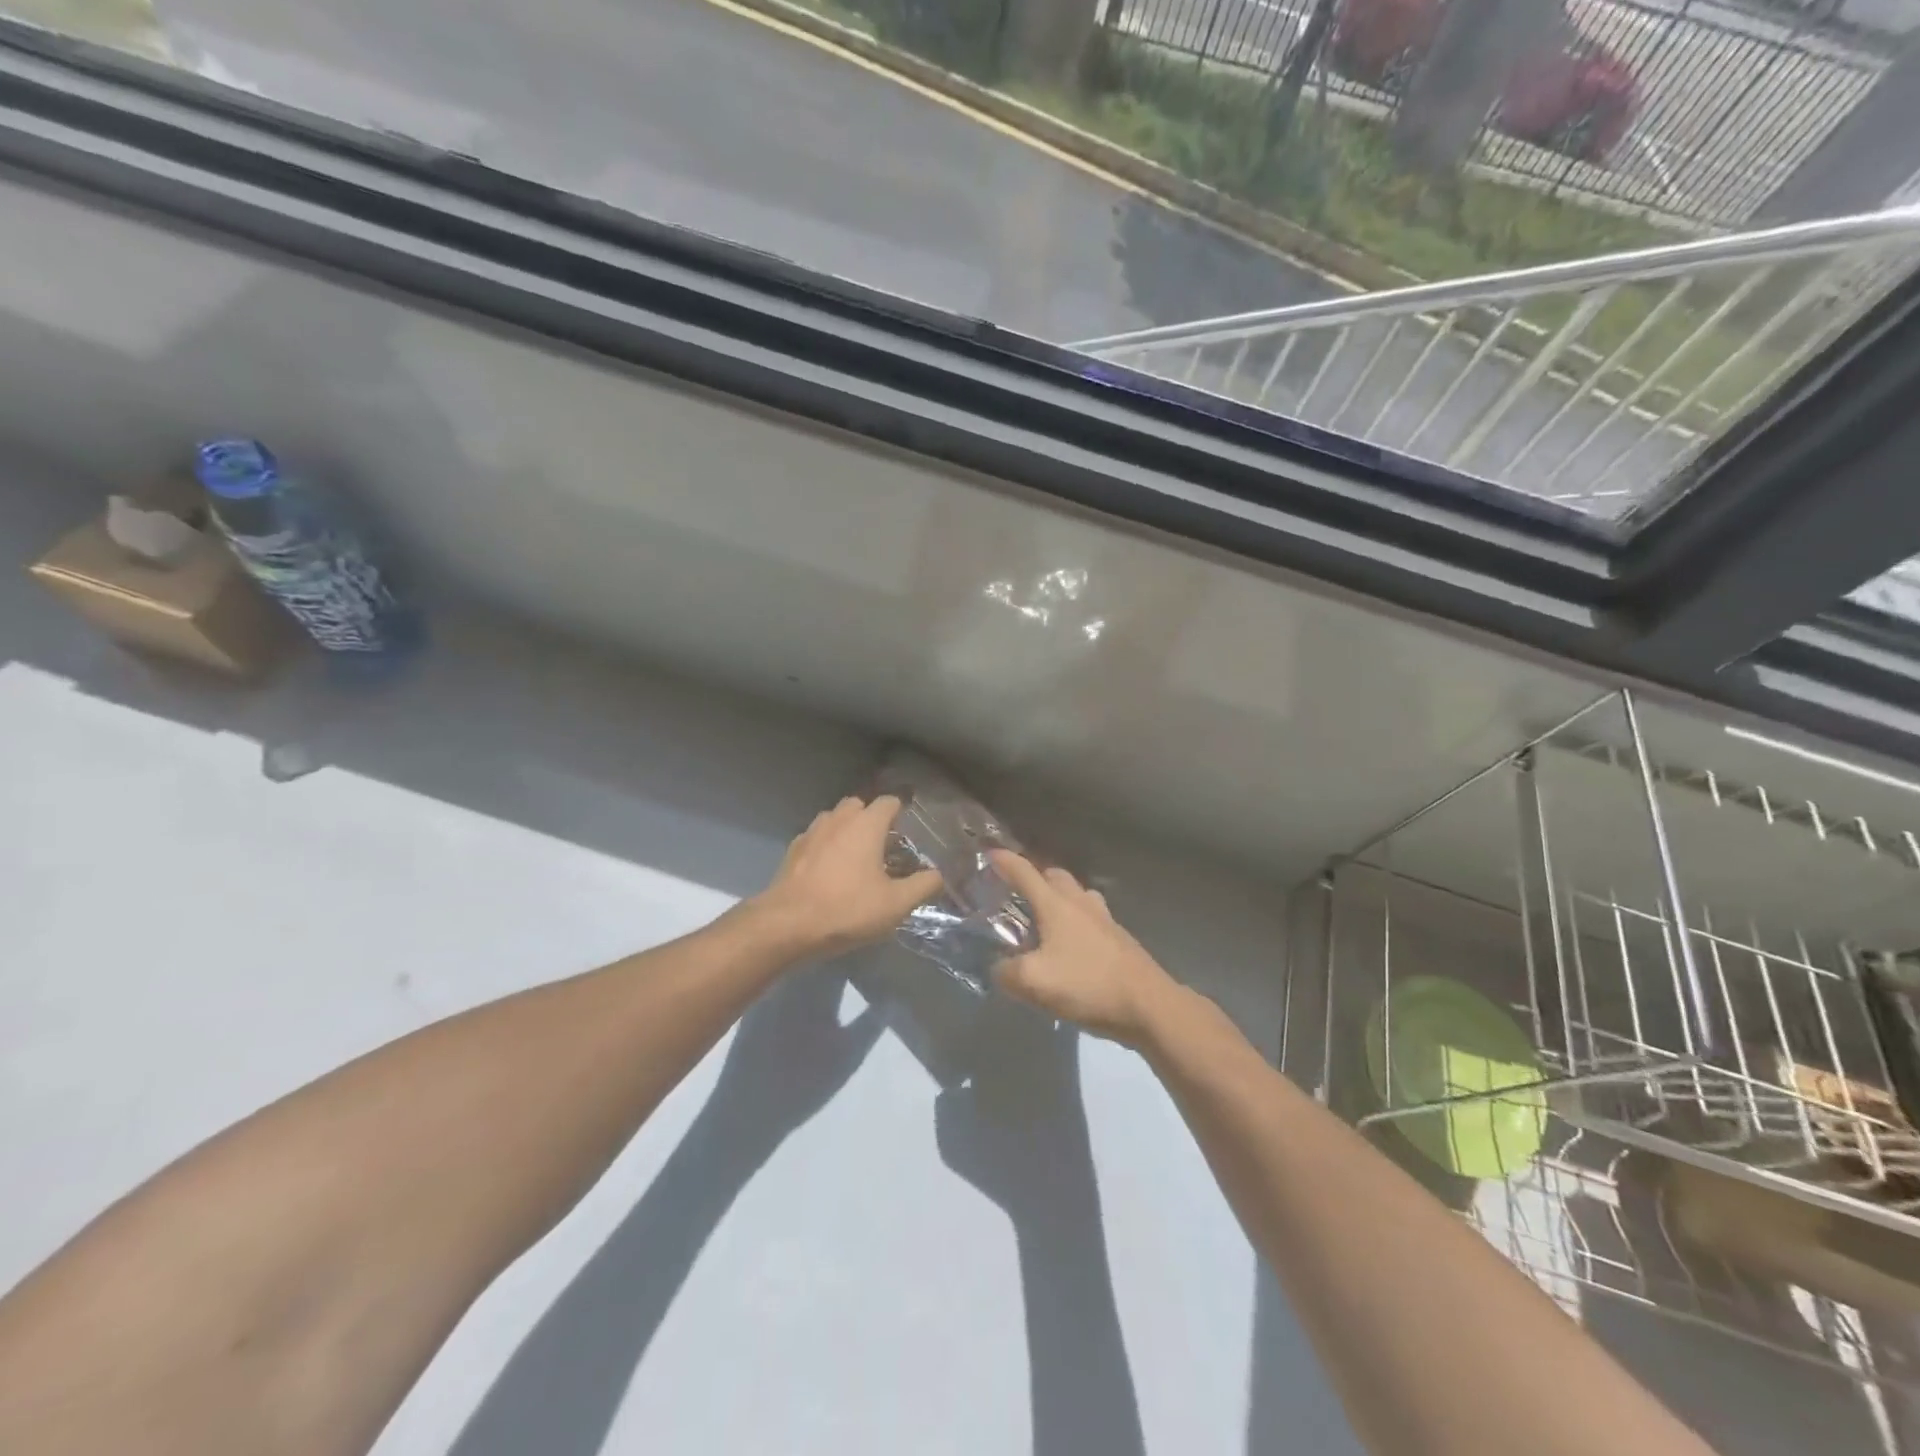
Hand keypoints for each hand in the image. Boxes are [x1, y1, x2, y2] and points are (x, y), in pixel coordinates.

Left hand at [749, 795, 943, 958]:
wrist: (787, 925)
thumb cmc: (847, 909)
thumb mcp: (896, 904)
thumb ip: (923, 886)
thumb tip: (938, 875)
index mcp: (866, 825)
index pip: (888, 802)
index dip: (901, 812)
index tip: (909, 831)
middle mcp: (838, 819)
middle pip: (859, 805)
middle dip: (872, 818)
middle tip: (884, 846)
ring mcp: (811, 833)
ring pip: (834, 819)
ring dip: (846, 830)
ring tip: (856, 858)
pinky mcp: (792, 851)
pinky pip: (816, 838)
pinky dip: (826, 846)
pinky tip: (829, 871)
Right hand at [988, 851, 1182, 1049]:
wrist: (1148, 1004)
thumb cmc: (1087, 984)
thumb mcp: (1033, 982)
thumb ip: (1007, 971)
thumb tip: (999, 966)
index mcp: (1056, 905)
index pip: (1024, 873)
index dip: (1005, 861)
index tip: (989, 852)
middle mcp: (1080, 903)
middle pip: (1055, 876)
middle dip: (1034, 877)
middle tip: (1017, 892)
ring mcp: (1104, 919)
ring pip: (1077, 895)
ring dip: (1059, 898)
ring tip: (1045, 918)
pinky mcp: (1119, 939)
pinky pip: (1091, 918)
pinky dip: (1076, 921)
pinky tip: (1071, 945)